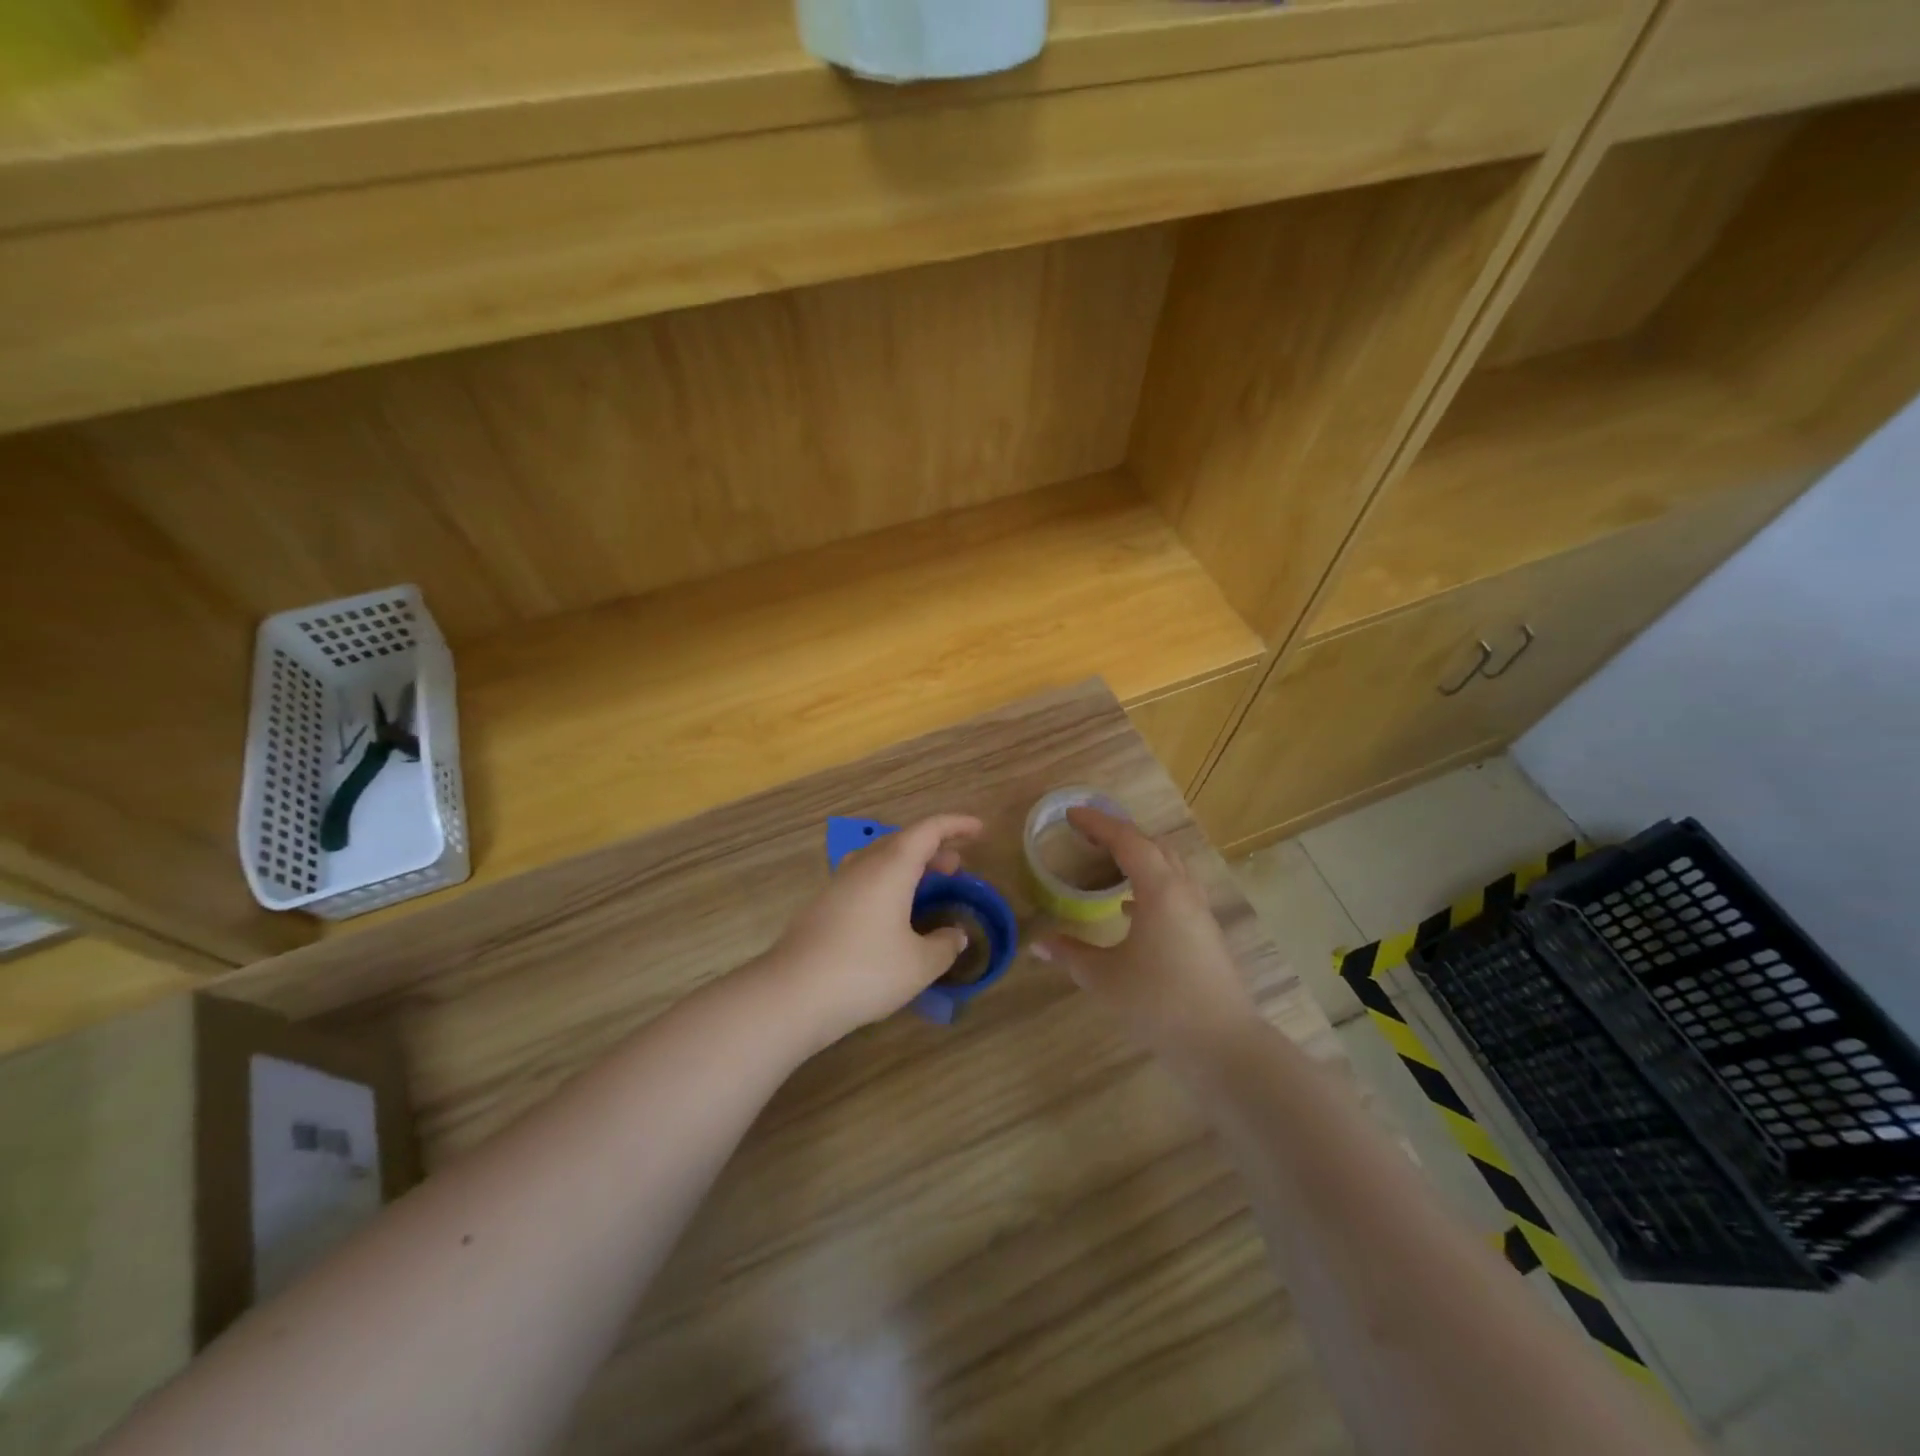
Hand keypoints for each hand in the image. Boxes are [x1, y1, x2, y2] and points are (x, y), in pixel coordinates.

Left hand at [772, 813, 984, 1040]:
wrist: (792, 994)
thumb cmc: (865, 971)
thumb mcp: (919, 964)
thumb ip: (945, 945)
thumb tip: (956, 935)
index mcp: (891, 867)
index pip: (928, 830)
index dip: (956, 825)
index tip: (979, 829)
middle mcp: (863, 866)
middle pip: (902, 841)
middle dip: (933, 848)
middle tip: (956, 868)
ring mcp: (838, 884)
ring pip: (879, 859)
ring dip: (907, 865)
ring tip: (926, 886)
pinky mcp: (822, 906)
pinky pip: (863, 879)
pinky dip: (887, 883)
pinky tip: (891, 914)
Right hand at [1037, 808, 1258, 1057]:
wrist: (1222, 1044)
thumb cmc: (1159, 1003)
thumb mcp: (1104, 978)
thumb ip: (1070, 954)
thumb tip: (1038, 943)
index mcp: (1160, 890)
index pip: (1128, 841)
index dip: (1098, 824)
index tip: (1072, 815)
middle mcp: (1183, 891)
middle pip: (1153, 846)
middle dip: (1120, 833)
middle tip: (1088, 833)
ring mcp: (1199, 912)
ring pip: (1169, 866)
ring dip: (1139, 855)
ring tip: (1108, 860)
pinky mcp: (1205, 933)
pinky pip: (1176, 889)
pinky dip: (1151, 882)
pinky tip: (1131, 905)